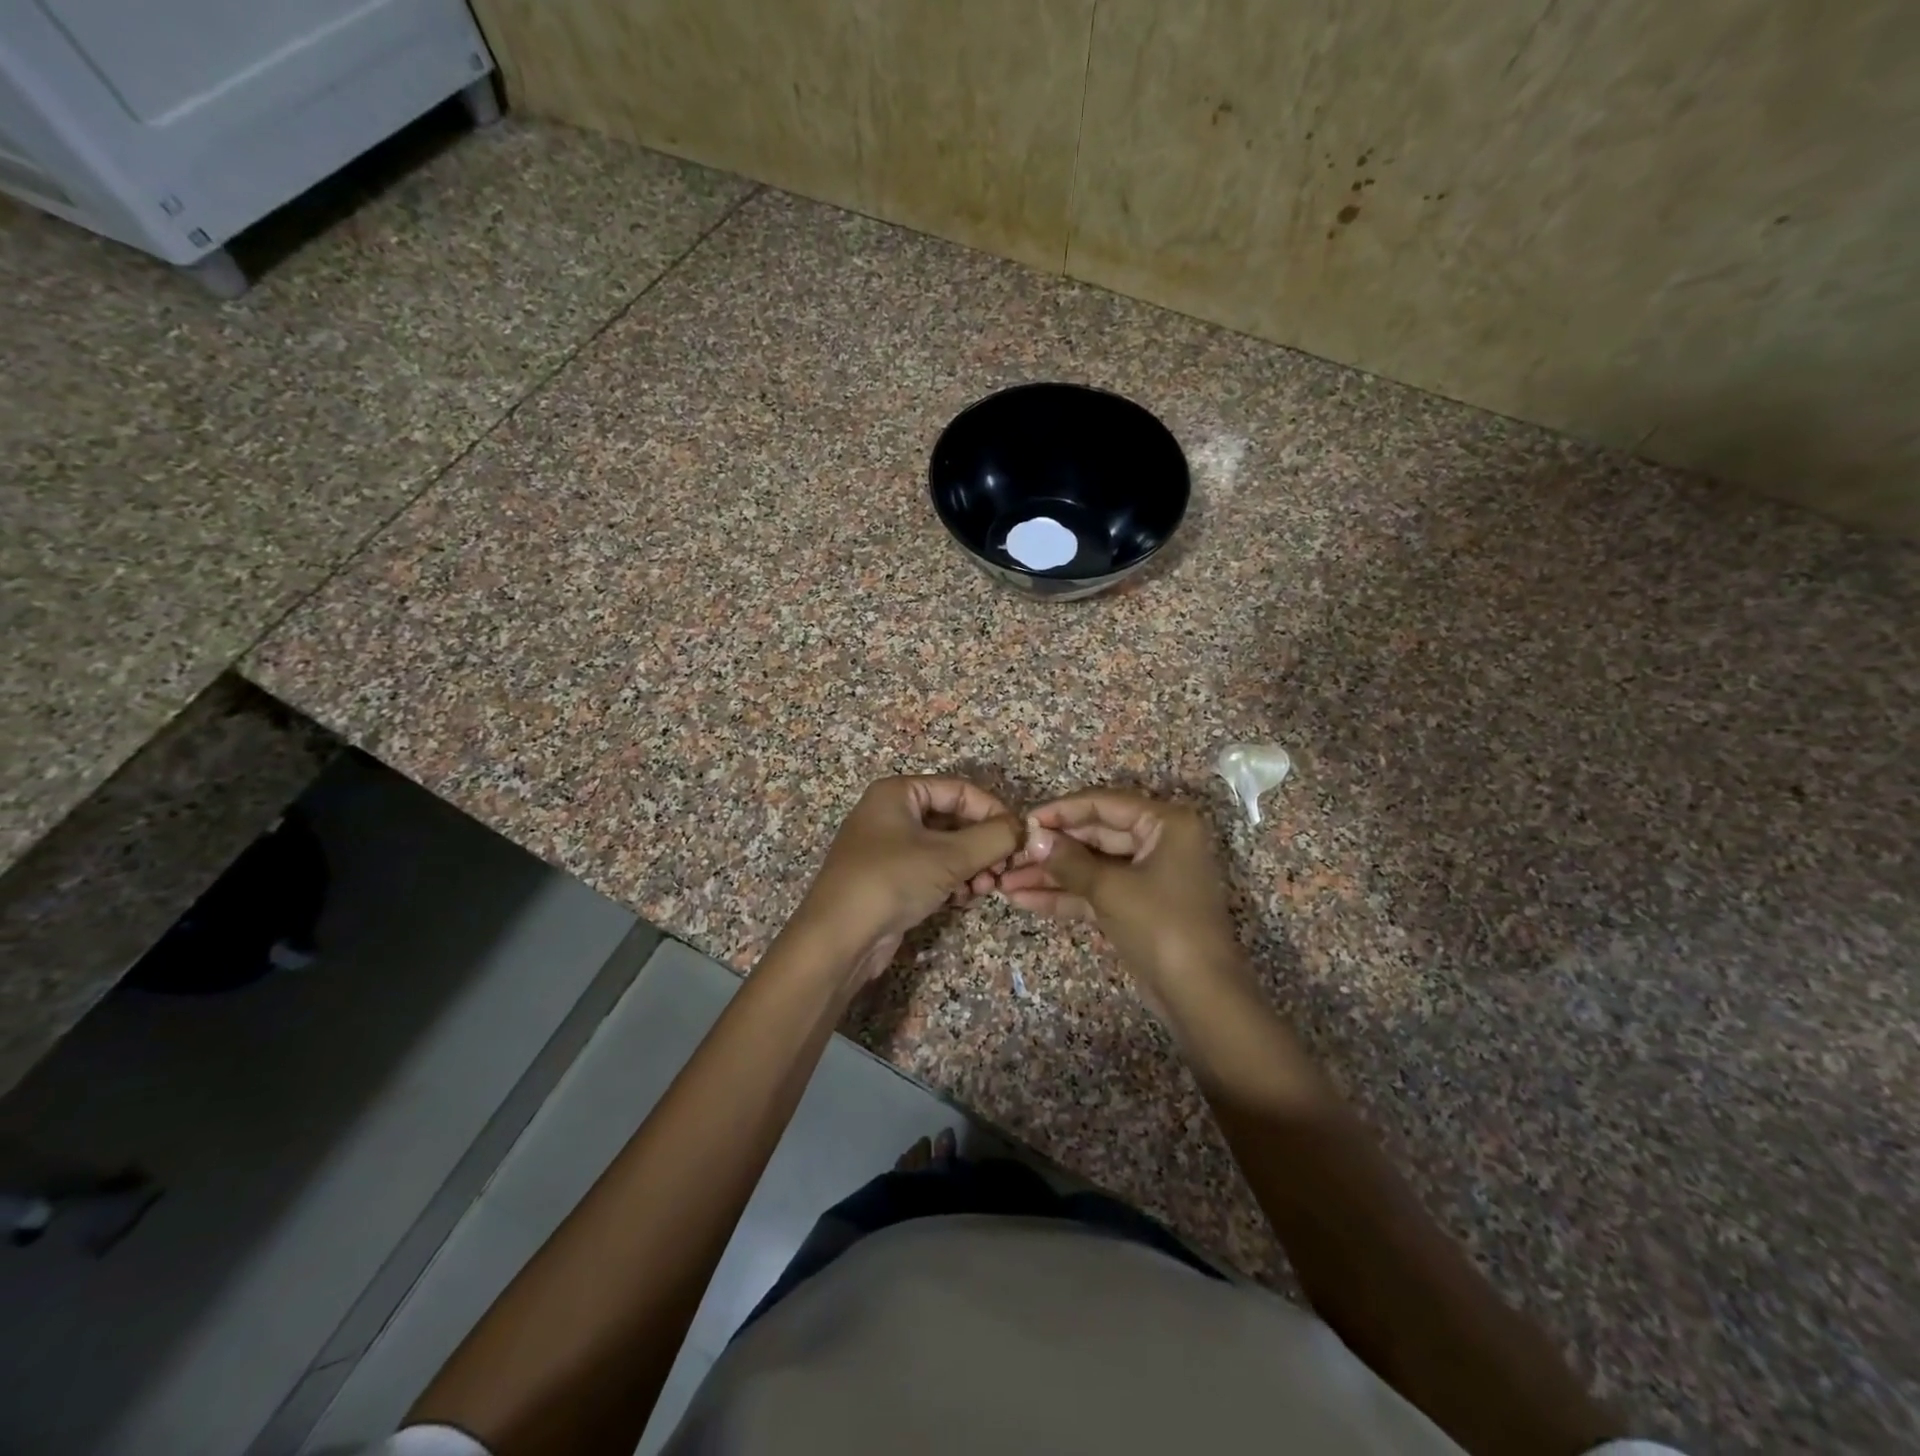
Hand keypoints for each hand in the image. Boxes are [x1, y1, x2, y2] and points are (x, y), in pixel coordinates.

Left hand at [790, 776, 1020, 988]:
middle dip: (982, 845)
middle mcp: (891, 813)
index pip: (960, 790)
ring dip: (971, 866)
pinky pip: (931, 869)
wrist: (838, 940)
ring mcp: (888, 847)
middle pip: (953, 819)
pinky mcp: (890, 878)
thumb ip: (993, 838)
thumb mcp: (949, 857)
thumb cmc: (891, 881)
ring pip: (945, 847)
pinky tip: (962, 899)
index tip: (1018, 838)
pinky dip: (952, 880)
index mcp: (898, 793)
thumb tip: (1024, 829)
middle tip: (1002, 871)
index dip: (993, 811)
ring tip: (983, 889)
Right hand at [996, 789, 1245, 1012]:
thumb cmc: (1162, 926)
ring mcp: (1146, 876)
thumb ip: (1068, 860)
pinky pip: (1095, 891)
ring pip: (1090, 866)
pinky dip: (1064, 896)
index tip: (1022, 821)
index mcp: (1165, 823)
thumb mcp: (1110, 889)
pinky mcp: (1135, 906)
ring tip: (1004, 882)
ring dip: (1050, 875)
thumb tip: (1032, 838)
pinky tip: (1024, 900)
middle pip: (1094, 835)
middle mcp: (1158, 842)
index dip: (1060, 811)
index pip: (1103, 804)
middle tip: (1008, 855)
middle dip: (1050, 849)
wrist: (1200, 997)